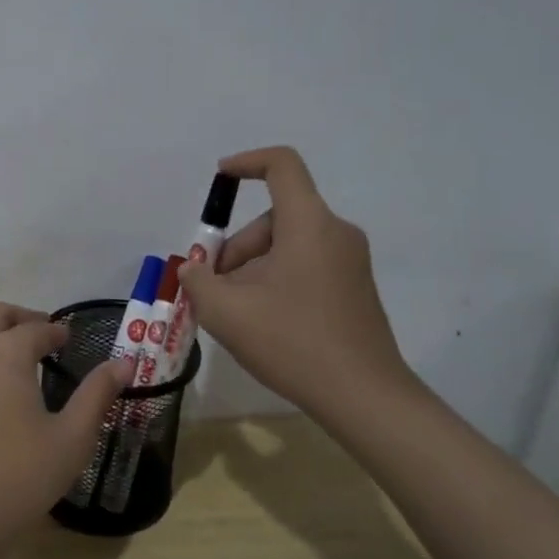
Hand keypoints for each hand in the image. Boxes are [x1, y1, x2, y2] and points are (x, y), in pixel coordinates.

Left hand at [0, 302, 133, 543]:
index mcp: (5, 353)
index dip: (56, 331)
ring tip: (21, 355)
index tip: (70, 339)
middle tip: (45, 334)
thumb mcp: (73, 437)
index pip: (35, 328)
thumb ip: (97, 394)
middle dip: (21, 317)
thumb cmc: (22, 475)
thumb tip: (125, 362)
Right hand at [177, 146, 420, 428]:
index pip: (281, 165)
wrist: (363, 396)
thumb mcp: (225, 311)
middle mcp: (335, 232)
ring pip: (288, 245)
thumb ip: (198, 281)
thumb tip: (194, 271)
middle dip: (237, 247)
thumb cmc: (291, 342)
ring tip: (235, 313)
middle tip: (214, 289)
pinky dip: (277, 280)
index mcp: (308, 224)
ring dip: (253, 268)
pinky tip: (264, 322)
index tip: (219, 179)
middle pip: (275, 218)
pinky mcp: (355, 288)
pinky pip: (306, 265)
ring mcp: (350, 261)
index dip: (246, 162)